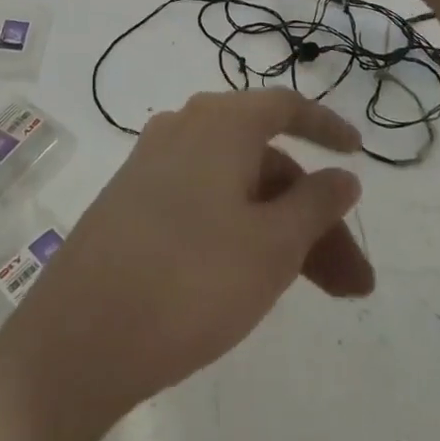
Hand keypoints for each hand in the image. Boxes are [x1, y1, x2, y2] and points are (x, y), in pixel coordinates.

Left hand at [2, 89, 372, 427]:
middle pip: (266, 160)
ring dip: (284, 232)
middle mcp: (184, 129)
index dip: (326, 127)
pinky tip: (257, 279)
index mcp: (219, 122)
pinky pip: (206, 202)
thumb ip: (316, 204)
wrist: (81, 333)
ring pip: (238, 188)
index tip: (358, 154)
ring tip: (324, 295)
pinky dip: (243, 231)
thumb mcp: (271, 246)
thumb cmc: (191, 279)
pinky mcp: (135, 201)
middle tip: (354, 282)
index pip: (285, 107)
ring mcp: (154, 165)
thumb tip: (341, 175)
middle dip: (315, 216)